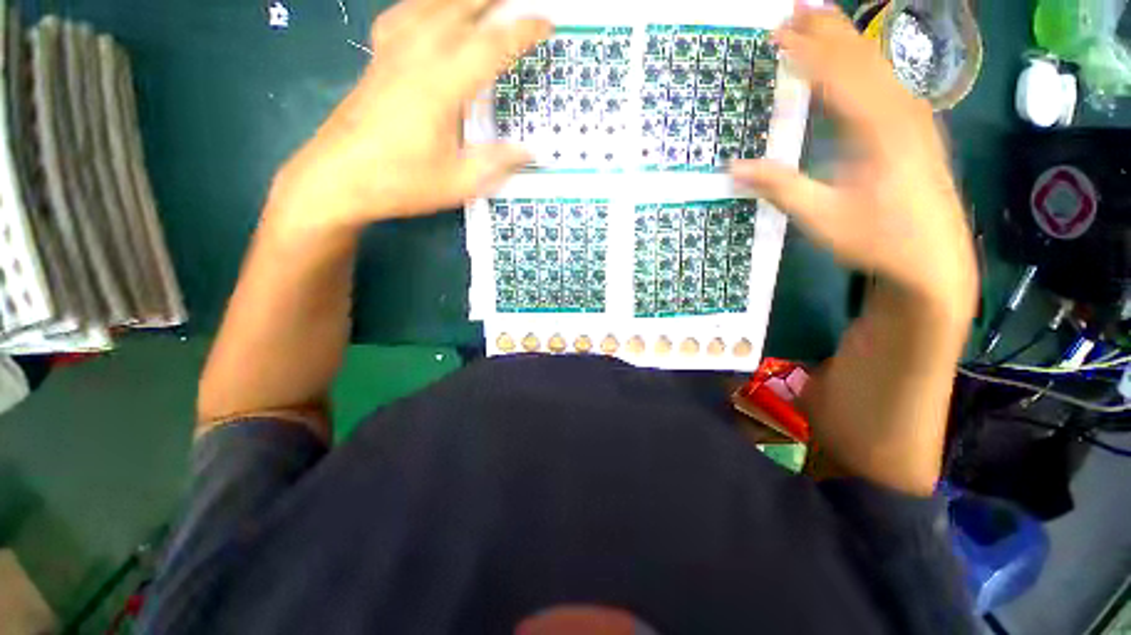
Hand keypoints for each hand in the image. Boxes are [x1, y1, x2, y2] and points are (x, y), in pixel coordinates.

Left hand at [268, 0, 551, 230]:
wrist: (337, 179)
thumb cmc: (399, 183)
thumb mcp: (457, 183)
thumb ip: (495, 163)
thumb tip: (527, 152)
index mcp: (440, 87)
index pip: (489, 47)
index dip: (521, 32)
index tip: (546, 23)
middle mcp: (415, 58)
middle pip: (456, 9)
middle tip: (518, 1)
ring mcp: (391, 55)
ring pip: (427, 5)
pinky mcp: (376, 61)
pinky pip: (400, 17)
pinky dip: (421, 6)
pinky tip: (428, 10)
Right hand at [731, 7, 976, 320]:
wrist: (933, 260)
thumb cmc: (877, 240)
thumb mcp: (821, 217)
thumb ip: (779, 187)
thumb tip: (732, 168)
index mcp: (877, 131)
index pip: (835, 77)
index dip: (804, 52)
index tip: (775, 33)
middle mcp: (900, 112)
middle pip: (860, 58)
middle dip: (826, 31)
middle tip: (794, 8)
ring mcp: (914, 118)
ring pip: (879, 64)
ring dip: (847, 39)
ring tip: (820, 19)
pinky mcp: (917, 128)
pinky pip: (889, 81)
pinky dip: (866, 61)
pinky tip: (856, 58)